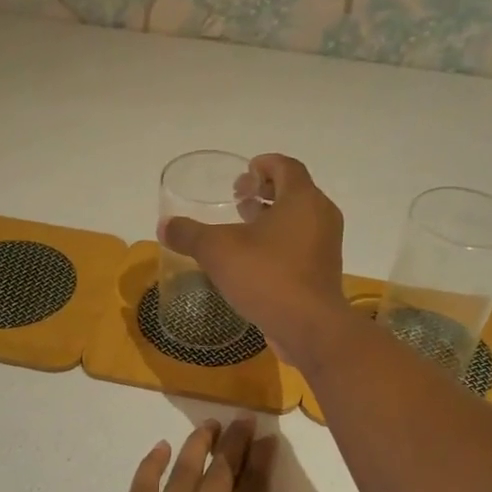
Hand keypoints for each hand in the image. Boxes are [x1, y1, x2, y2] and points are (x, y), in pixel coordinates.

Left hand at [75, 419, 313, 491]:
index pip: (254, 488)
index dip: (262, 461)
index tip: (268, 436)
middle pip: (221, 470)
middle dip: (234, 443)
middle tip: (243, 419)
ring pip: (183, 468)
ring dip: (198, 444)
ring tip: (208, 425)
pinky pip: (143, 484)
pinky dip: (152, 463)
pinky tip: (158, 449)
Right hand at [159, 154, 351, 369]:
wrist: (308, 327)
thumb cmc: (267, 276)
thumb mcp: (217, 251)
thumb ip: (189, 234)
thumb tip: (164, 225)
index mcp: (302, 199)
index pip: (286, 166)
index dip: (264, 165)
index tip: (243, 174)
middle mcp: (321, 215)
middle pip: (294, 191)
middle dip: (265, 192)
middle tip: (238, 199)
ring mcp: (326, 245)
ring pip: (298, 219)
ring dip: (272, 218)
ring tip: (242, 228)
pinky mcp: (323, 271)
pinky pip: (301, 244)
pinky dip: (280, 241)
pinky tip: (254, 260)